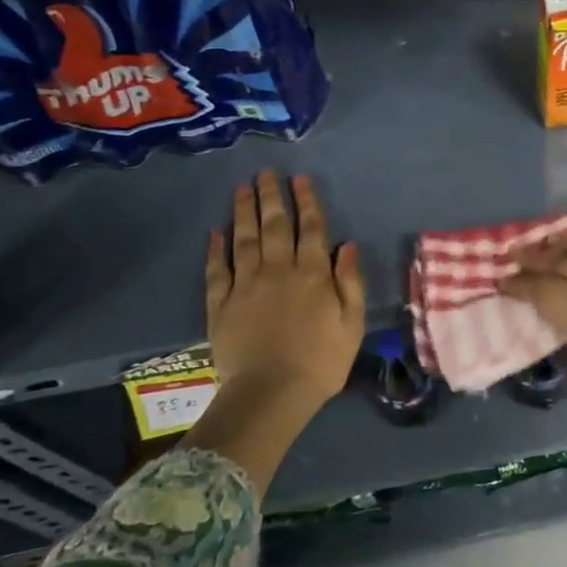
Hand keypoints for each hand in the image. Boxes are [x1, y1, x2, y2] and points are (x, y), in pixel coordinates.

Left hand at [205, 171, 365, 410]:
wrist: (271, 394)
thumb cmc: (321, 362)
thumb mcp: (351, 324)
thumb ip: (350, 282)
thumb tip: (349, 245)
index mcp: (312, 274)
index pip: (311, 228)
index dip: (306, 201)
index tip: (299, 179)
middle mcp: (278, 270)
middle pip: (274, 225)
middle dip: (271, 196)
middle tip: (264, 172)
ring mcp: (246, 285)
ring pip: (244, 239)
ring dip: (243, 211)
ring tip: (241, 188)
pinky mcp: (221, 304)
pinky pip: (217, 269)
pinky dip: (216, 248)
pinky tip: (216, 230)